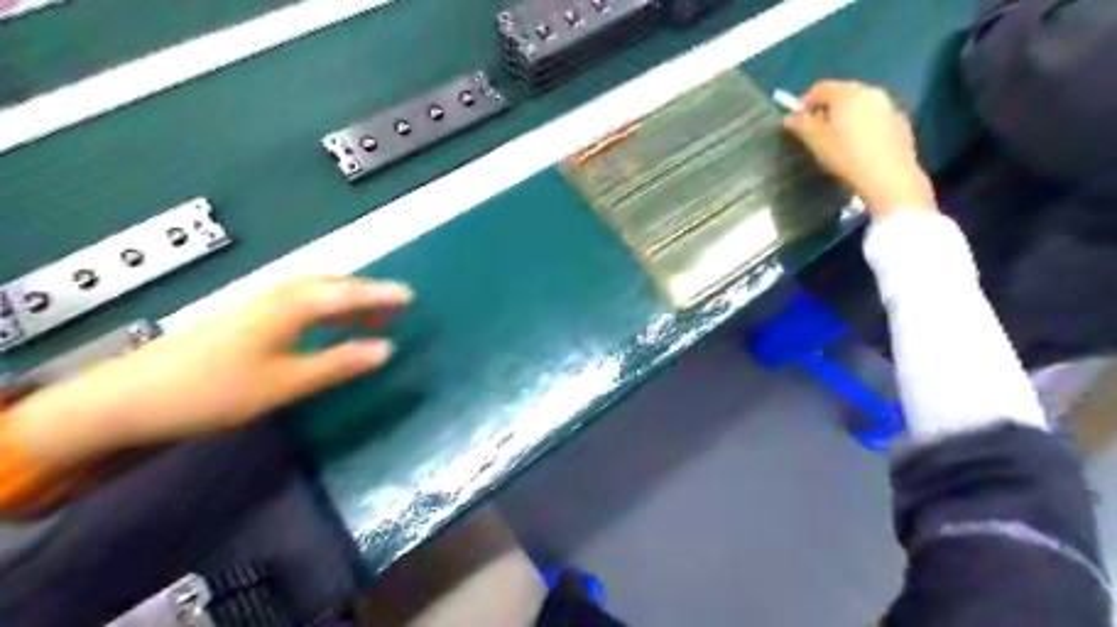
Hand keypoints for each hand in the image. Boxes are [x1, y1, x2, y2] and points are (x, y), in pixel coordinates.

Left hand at [3, 277, 412, 461]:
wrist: (132, 398)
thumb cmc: (214, 390)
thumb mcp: (286, 383)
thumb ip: (339, 364)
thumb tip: (387, 350)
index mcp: (292, 307)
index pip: (348, 294)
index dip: (381, 295)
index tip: (410, 295)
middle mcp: (278, 296)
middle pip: (332, 286)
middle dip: (367, 294)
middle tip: (396, 307)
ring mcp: (259, 304)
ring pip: (315, 292)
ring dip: (347, 301)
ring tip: (370, 318)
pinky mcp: (246, 317)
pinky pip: (300, 302)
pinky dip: (325, 309)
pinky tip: (327, 325)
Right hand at [784, 81, 940, 217]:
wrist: (888, 176)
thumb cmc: (846, 155)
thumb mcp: (815, 141)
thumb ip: (801, 125)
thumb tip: (790, 117)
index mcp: (847, 93)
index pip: (820, 88)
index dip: (804, 102)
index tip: (797, 121)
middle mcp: (870, 92)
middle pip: (842, 93)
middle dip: (827, 109)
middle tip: (816, 131)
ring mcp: (889, 105)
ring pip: (860, 105)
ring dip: (846, 117)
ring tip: (838, 140)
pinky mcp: (900, 122)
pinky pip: (875, 118)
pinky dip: (864, 126)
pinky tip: (859, 147)